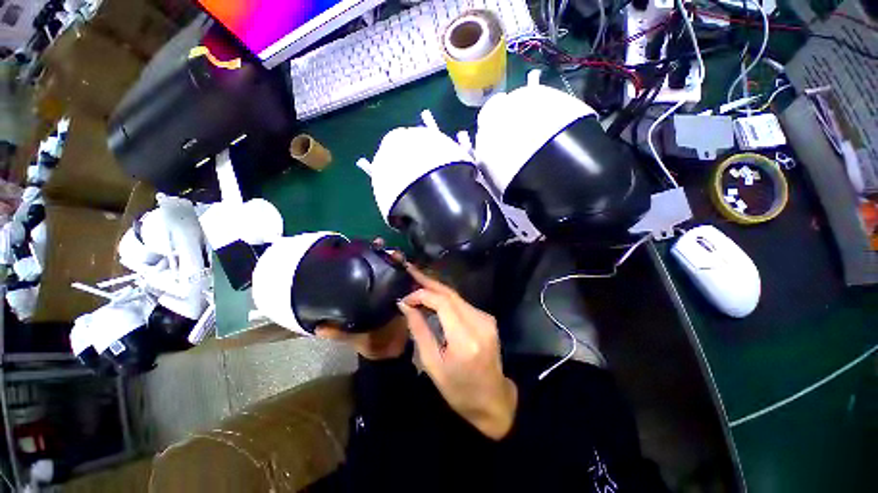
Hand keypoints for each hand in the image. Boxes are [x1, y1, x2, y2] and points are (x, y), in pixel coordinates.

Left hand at [315, 237, 410, 360]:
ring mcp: (396, 290)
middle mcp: (380, 286)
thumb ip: (337, 332)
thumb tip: (317, 327)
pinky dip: (413, 275)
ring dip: (399, 261)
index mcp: (365, 292)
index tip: (365, 246)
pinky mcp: (410, 295)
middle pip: (383, 265)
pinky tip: (414, 269)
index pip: (364, 269)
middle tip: (385, 248)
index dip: (365, 256)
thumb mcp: (351, 336)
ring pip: (398, 270)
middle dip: (385, 254)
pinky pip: (412, 283)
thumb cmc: (369, 340)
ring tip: (399, 256)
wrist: (391, 352)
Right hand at [398, 264, 516, 439]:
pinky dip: (446, 299)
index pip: (442, 302)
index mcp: (465, 339)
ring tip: (417, 284)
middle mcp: (479, 322)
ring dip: (436, 290)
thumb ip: (419, 331)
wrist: (493, 400)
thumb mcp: (433, 365)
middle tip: (410, 272)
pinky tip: (433, 298)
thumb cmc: (459, 390)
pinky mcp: (488, 319)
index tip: (405, 298)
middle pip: (450, 294)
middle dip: (428, 282)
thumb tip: (405, 305)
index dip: (422, 294)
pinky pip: (462, 304)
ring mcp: (486, 319)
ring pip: (456, 296)